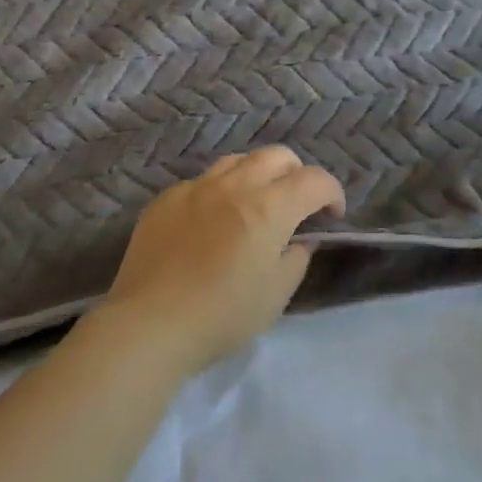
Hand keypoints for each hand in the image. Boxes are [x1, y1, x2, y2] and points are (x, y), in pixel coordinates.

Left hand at [100, 147, 344, 374]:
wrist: (149, 325)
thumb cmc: (221, 316)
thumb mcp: (276, 295)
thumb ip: (296, 259)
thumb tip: (300, 240)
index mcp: (268, 207)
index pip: (314, 180)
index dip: (332, 193)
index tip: (332, 215)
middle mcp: (234, 185)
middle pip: (277, 156)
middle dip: (297, 175)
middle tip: (297, 205)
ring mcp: (195, 188)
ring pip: (238, 161)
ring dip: (257, 175)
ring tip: (255, 204)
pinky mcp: (166, 199)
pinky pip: (202, 181)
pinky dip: (219, 192)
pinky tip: (212, 222)